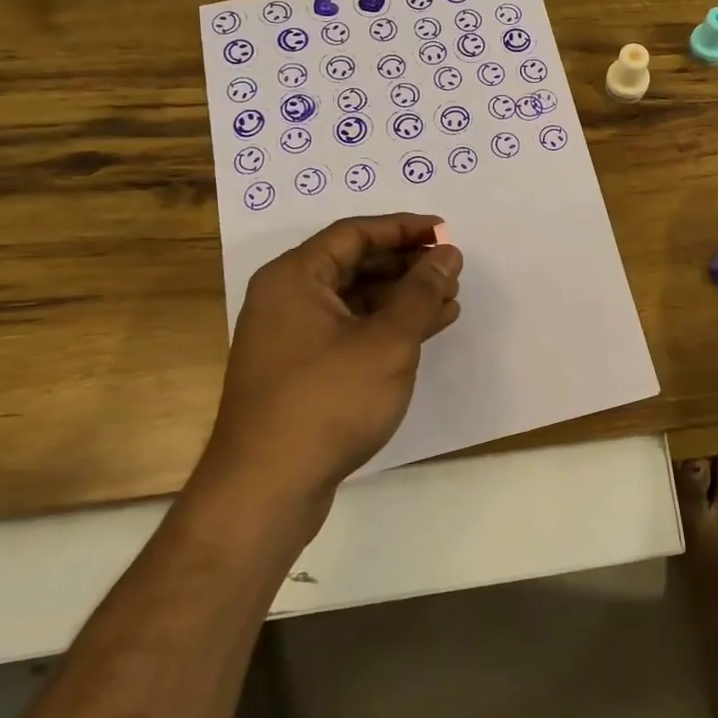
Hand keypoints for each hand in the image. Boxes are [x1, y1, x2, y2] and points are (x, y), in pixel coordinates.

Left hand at [203, 213, 462, 502]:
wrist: (267, 489)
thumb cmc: (328, 401)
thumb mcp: (388, 341)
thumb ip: (421, 292)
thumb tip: (447, 254)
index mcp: (295, 278)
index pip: (355, 233)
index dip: (403, 228)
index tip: (445, 232)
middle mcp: (286, 299)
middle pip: (354, 264)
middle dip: (406, 265)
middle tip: (450, 271)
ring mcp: (291, 337)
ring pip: (355, 300)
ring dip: (402, 297)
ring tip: (449, 301)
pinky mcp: (301, 371)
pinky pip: (350, 330)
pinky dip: (386, 327)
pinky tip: (425, 332)